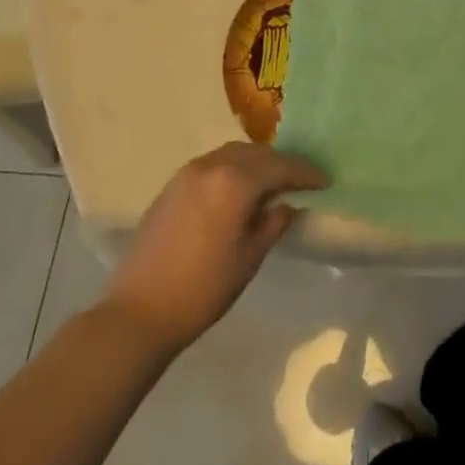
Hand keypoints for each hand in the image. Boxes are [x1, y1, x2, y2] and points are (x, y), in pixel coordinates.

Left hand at [103, 142, 326, 355]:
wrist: (139, 311)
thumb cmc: (202, 289)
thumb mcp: (249, 258)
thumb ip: (272, 223)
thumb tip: (286, 203)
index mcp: (235, 182)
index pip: (280, 167)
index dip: (305, 173)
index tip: (325, 180)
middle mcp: (212, 166)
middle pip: (257, 153)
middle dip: (281, 163)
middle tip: (301, 180)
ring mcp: (188, 172)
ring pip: (233, 154)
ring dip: (257, 162)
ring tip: (273, 182)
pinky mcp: (173, 184)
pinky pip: (213, 163)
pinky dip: (234, 168)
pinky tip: (240, 188)